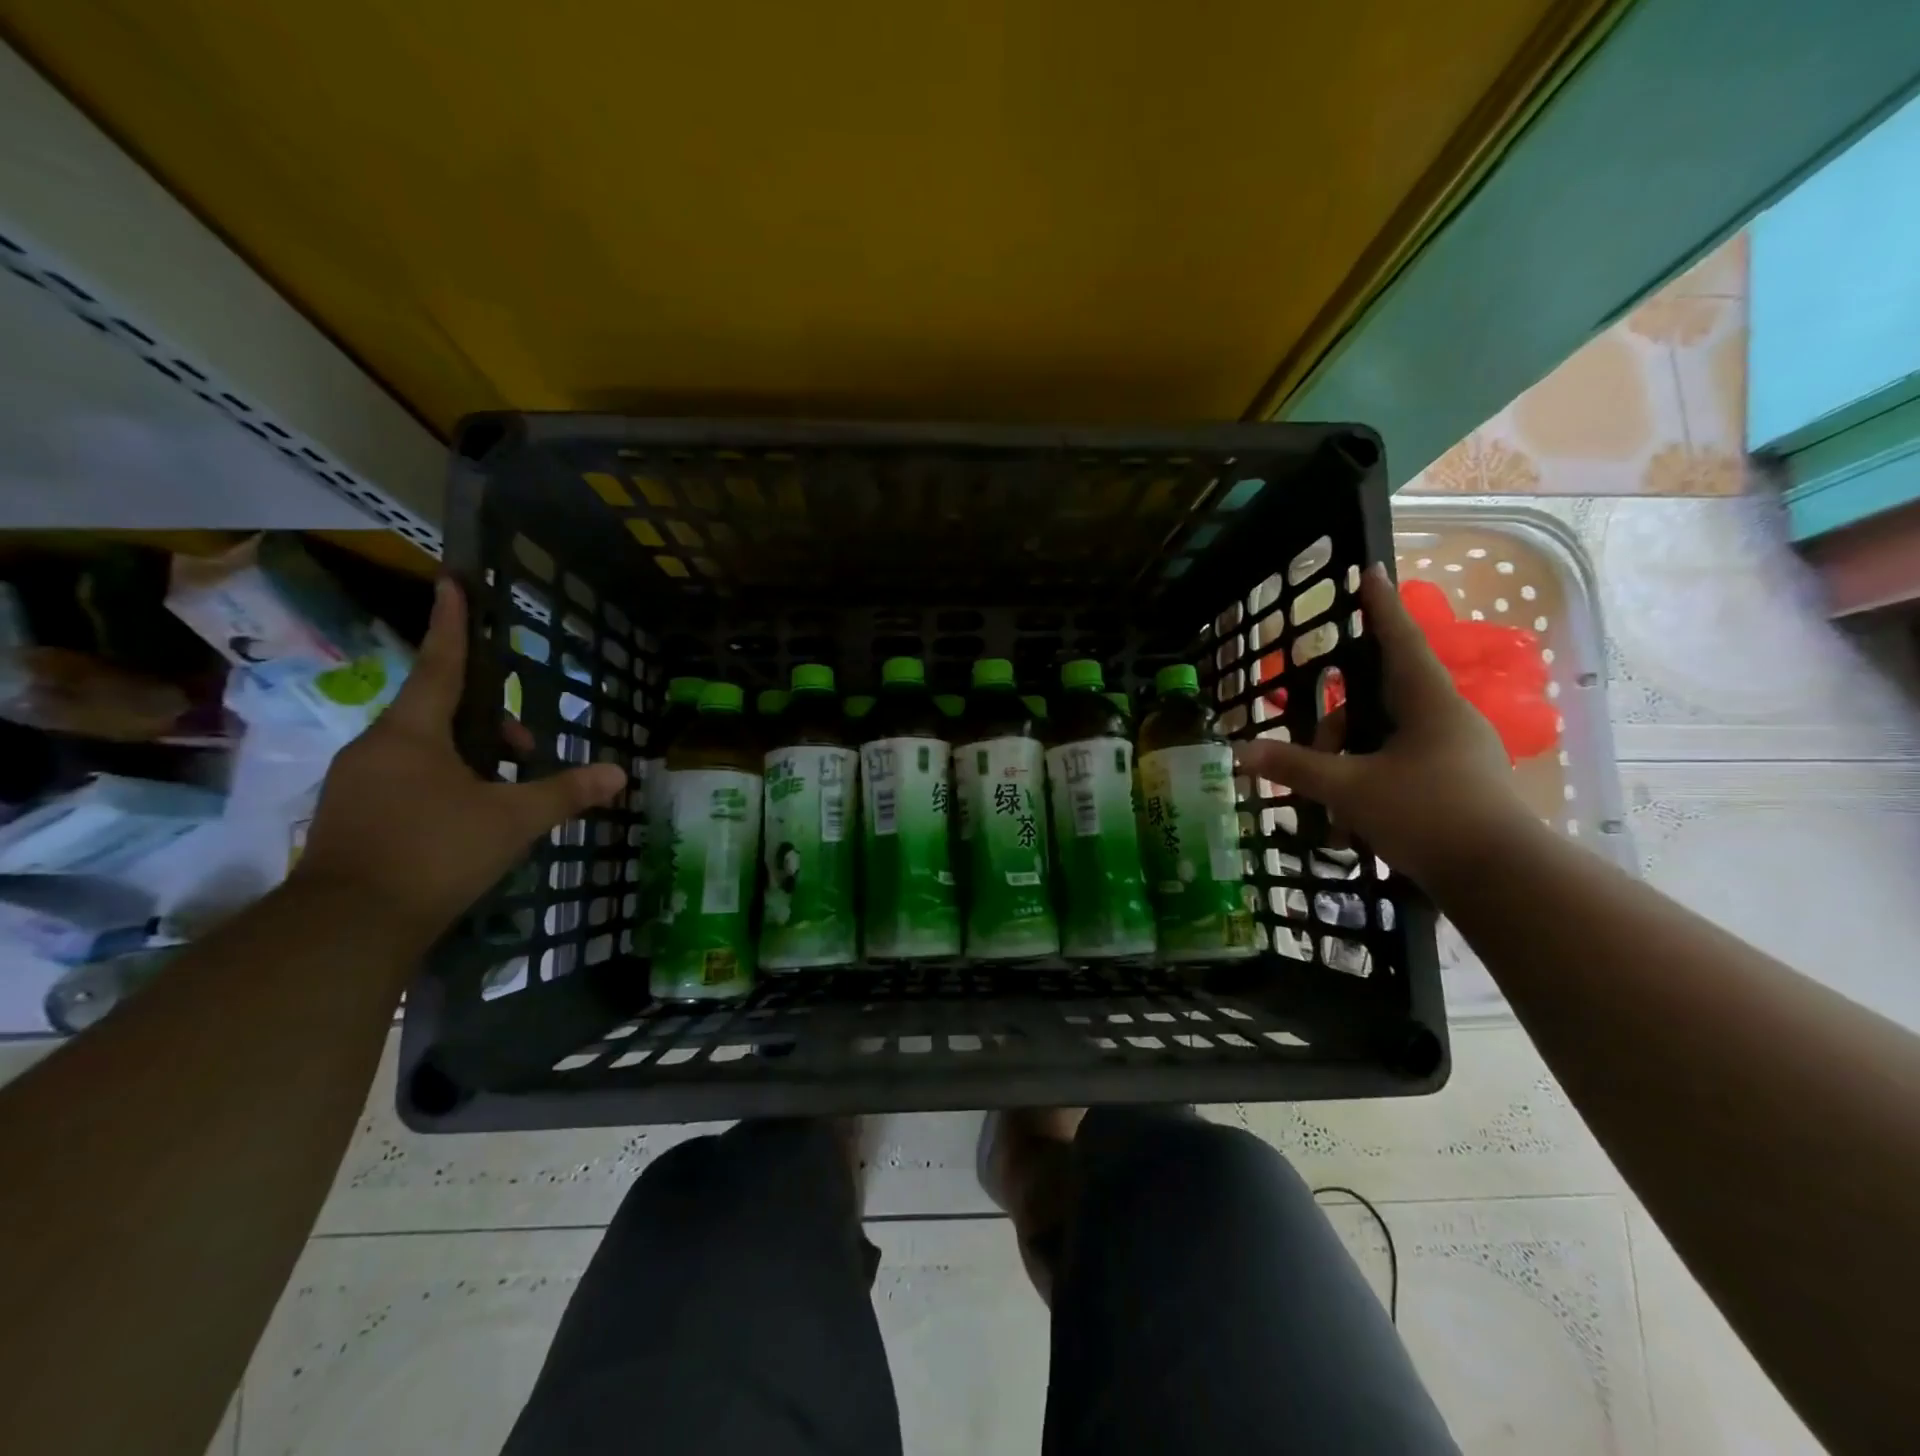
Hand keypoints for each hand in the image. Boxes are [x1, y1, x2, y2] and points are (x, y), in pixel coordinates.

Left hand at [292, 579, 626, 947]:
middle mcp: (377, 747)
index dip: (451, 624)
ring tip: (506, 788)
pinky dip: (444, 782)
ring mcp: (357, 783)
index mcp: (412, 733)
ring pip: (422, 749)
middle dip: (486, 719)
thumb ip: (565, 792)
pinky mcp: (352, 816)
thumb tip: (618, 773)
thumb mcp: (513, 820)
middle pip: (437, 711)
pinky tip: (469, 817)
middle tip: (528, 746)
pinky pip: (406, 779)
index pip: (440, 665)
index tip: (451, 582)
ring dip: (469, 755)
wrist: (346, 927)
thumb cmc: (436, 852)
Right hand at [1233, 564, 1533, 889]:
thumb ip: (1295, 767)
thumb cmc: (1427, 815)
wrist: (1501, 879)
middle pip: (1379, 701)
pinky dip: (1371, 787)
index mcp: (1429, 703)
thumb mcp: (1350, 789)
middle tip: (1314, 756)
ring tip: (1332, 810)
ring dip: (1351, 765)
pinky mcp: (1459, 786)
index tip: (1371, 571)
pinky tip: (1355, 827)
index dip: (1380, 606)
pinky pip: (1401, 769)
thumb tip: (1241, 752)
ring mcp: (1457, 754)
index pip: (1399, 640)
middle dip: (1339, 726)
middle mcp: (1447, 719)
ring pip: (1387, 741)